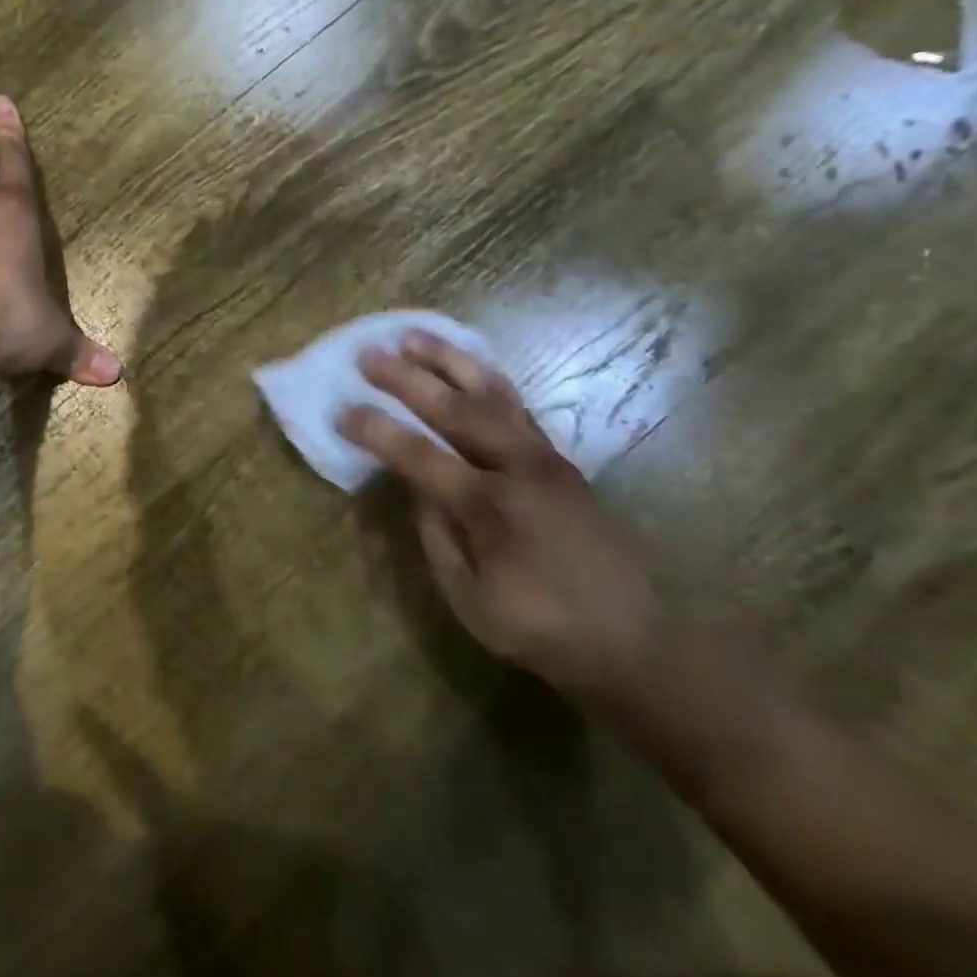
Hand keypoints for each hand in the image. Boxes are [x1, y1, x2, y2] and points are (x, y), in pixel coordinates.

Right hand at [340, 331, 660, 695]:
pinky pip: (516, 405)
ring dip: (449, 361)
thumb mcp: (469, 598)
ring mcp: (545, 458)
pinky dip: (485, 377)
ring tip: (413, 335)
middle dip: (407, 378)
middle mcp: (519, 468)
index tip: (341, 411)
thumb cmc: (541, 629)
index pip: (419, 456)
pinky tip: (466, 364)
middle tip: (369, 354)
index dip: (376, 432)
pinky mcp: (560, 459)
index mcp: (490, 507)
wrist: (635, 641)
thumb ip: (436, 536)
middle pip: (455, 408)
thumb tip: (417, 488)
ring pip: (492, 393)